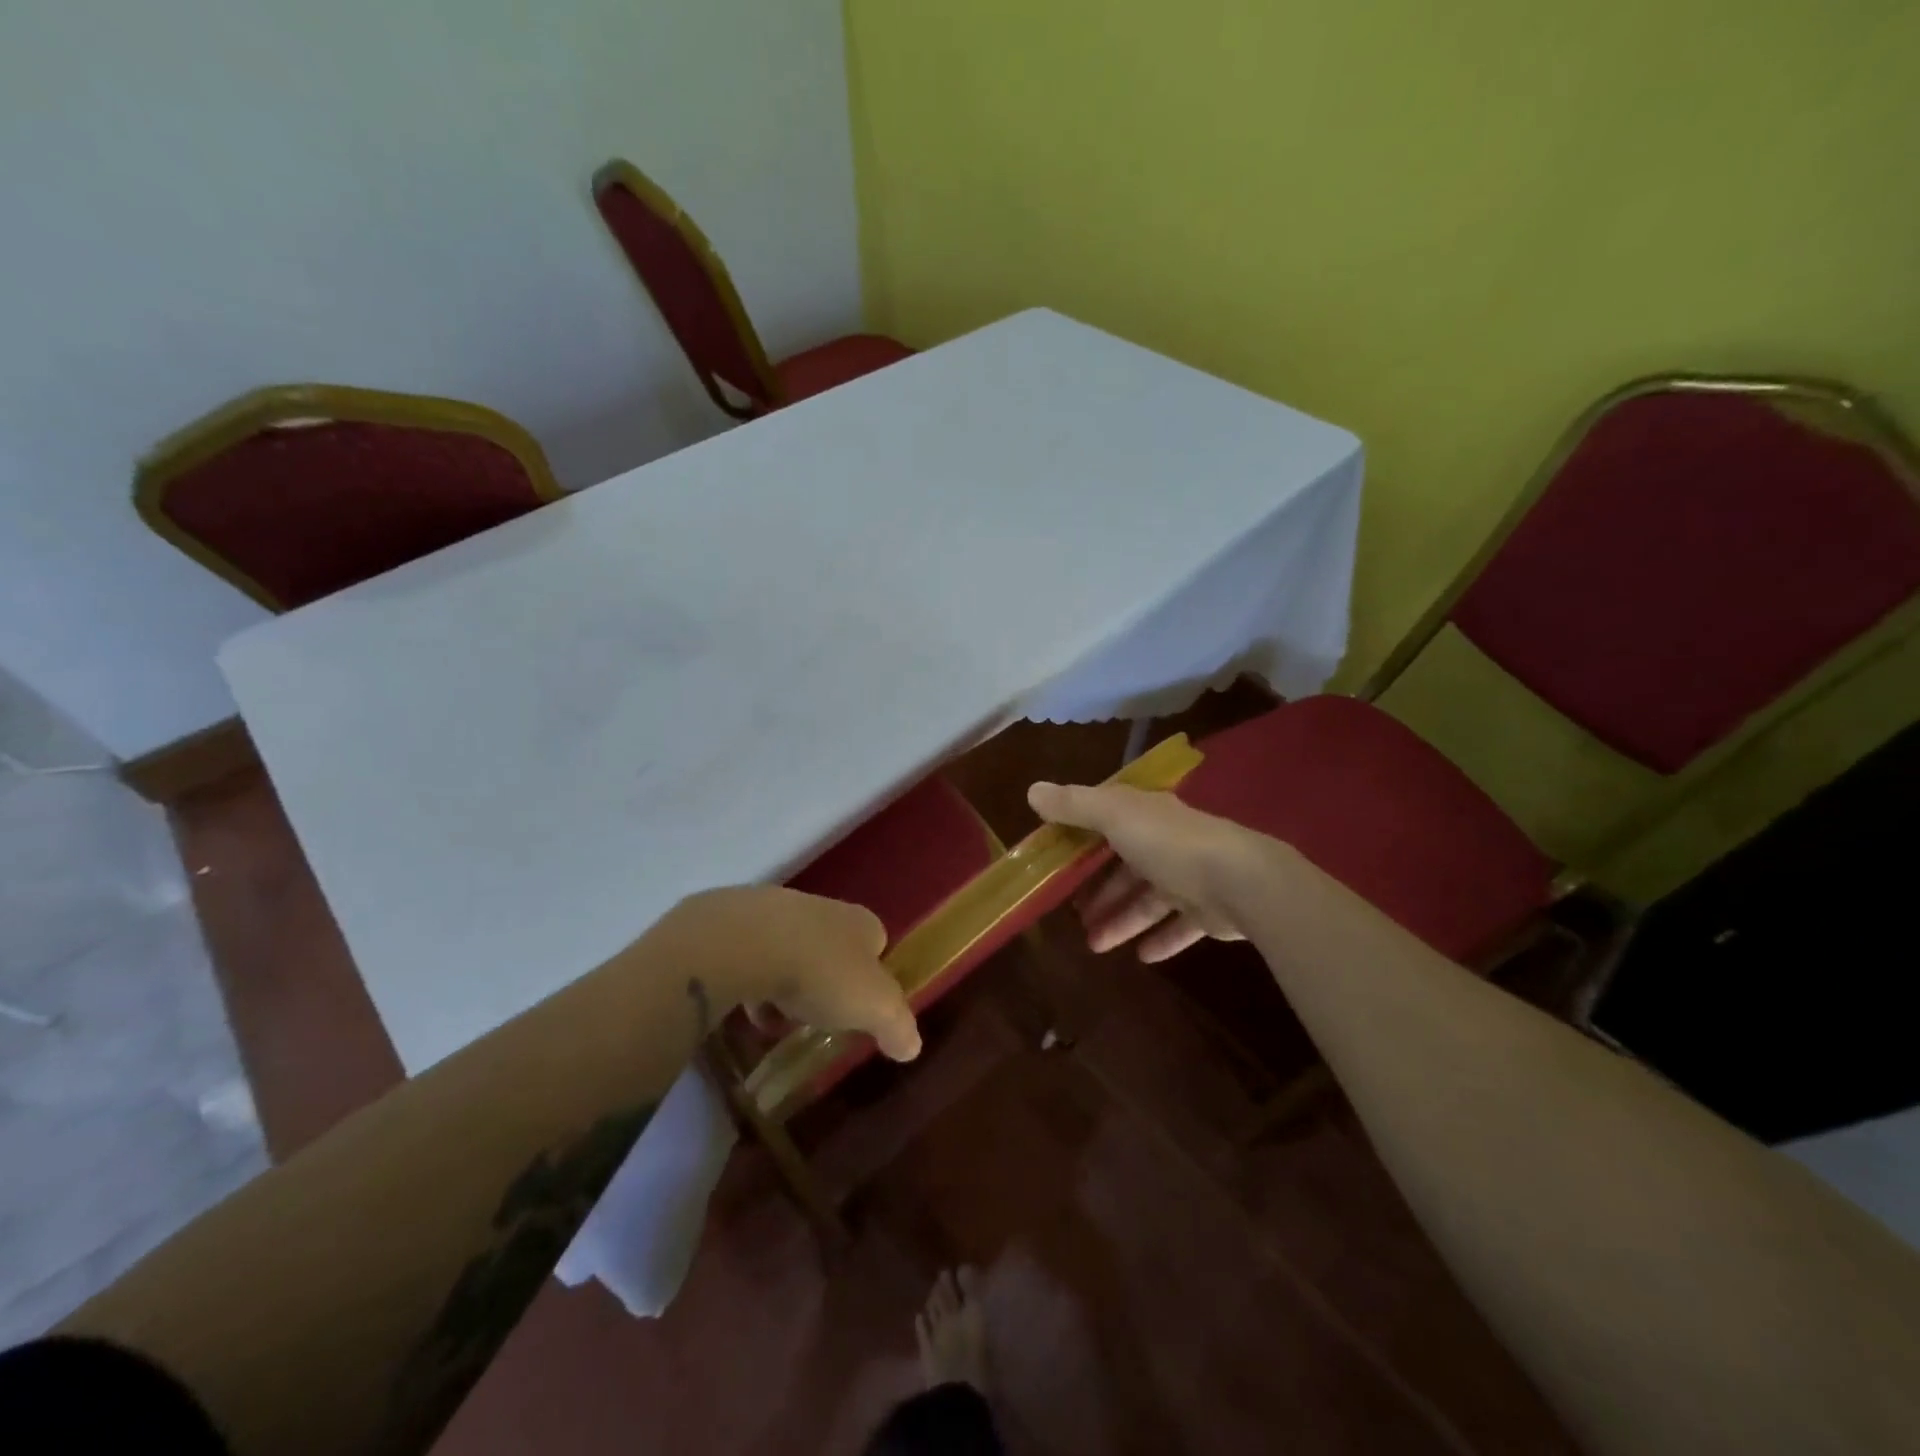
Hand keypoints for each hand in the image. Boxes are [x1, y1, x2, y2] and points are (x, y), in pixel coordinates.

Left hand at [647, 887, 921, 1060]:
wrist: (745, 941)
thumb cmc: (821, 972)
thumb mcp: (873, 1007)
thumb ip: (897, 1025)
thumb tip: (913, 1047)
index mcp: (860, 923)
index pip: (877, 942)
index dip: (873, 974)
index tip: (862, 1006)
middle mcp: (823, 908)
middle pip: (833, 945)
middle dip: (827, 977)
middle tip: (819, 1014)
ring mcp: (777, 910)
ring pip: (791, 947)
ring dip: (788, 978)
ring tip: (778, 1016)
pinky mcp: (736, 920)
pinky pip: (752, 953)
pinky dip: (752, 977)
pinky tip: (744, 1006)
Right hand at [1027, 781, 1272, 961]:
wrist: (1240, 881)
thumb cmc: (1169, 843)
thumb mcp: (1114, 816)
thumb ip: (1075, 805)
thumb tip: (1033, 790)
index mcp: (1146, 815)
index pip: (1109, 822)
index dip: (1082, 840)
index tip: (1057, 862)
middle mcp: (1168, 842)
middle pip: (1127, 867)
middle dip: (1100, 890)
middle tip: (1073, 914)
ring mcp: (1191, 877)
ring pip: (1148, 900)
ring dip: (1121, 920)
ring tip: (1095, 945)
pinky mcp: (1209, 911)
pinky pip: (1178, 927)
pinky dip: (1159, 939)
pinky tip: (1141, 957)